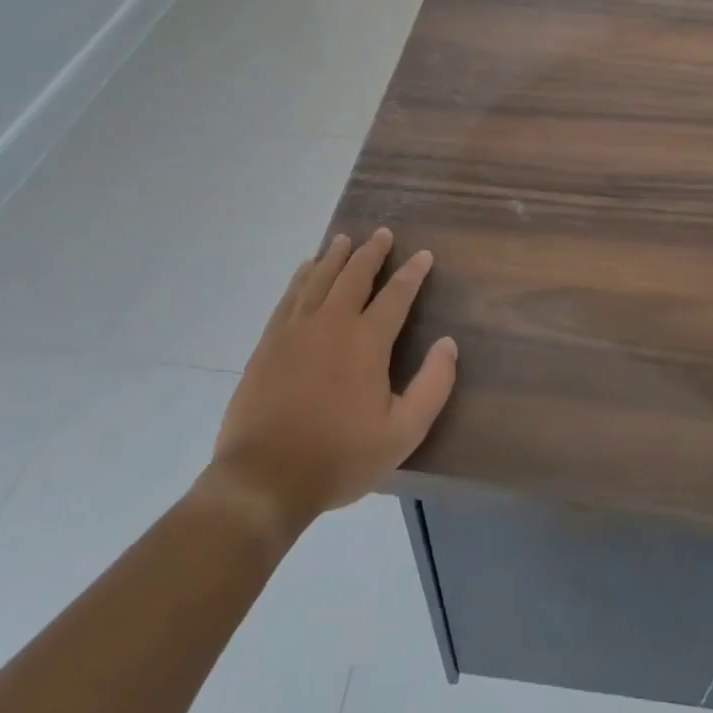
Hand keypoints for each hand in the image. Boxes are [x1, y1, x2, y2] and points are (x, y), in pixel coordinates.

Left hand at [199, 229, 456, 537]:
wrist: (264, 478)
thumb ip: (433, 386)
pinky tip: (306, 269)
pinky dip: (302, 277)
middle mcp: (332, 323)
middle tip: (382, 234)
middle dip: (371, 252)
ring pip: (319, 279)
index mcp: (367, 341)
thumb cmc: (340, 457)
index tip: (423, 255)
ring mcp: (295, 330)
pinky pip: (289, 296)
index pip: (396, 295)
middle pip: (354, 275)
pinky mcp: (269, 343)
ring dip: (335, 256)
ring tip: (345, 239)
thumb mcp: (402, 433)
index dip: (412, 273)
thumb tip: (448, 344)